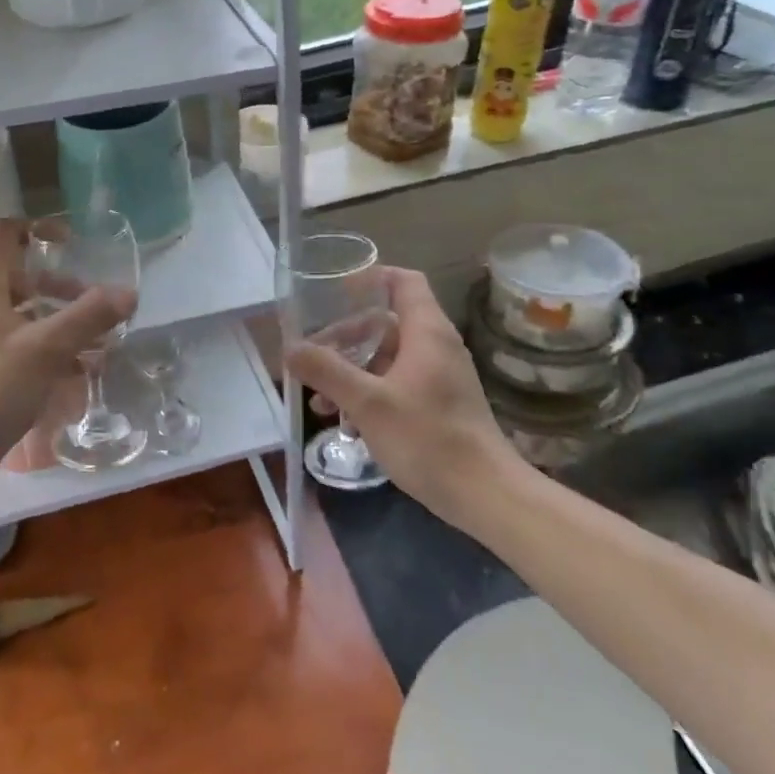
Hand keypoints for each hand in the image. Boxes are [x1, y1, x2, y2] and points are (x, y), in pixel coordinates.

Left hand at [0, 219, 135, 489]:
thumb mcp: (46, 348)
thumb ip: (89, 317)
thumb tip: (129, 293)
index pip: (5, 233)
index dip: (38, 228)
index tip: (71, 241)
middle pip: (23, 276)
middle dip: (61, 286)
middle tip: (93, 303)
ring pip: (26, 313)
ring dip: (61, 321)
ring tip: (96, 342)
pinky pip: (23, 343)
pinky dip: (50, 348)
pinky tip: (78, 371)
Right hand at [285, 267, 520, 526]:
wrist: (485, 495)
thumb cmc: (427, 437)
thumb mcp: (367, 403)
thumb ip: (326, 371)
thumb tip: (290, 348)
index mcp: (426, 332)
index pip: (404, 281)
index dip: (371, 278)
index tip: (336, 290)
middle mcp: (436, 346)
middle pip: (386, 323)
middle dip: (346, 338)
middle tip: (313, 356)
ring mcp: (440, 377)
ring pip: (388, 359)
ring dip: (352, 372)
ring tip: (320, 401)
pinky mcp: (439, 405)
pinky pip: (397, 385)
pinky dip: (369, 394)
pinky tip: (346, 425)